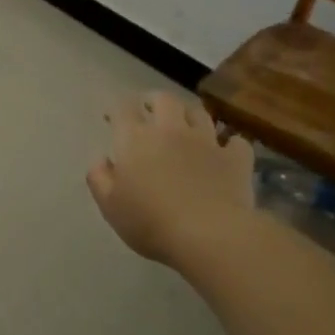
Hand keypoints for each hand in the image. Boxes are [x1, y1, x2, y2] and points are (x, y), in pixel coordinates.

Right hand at [88, 92, 254, 264]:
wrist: (210, 235)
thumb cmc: (151, 222)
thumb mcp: (110, 206)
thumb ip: (99, 179)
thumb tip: (101, 161)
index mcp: (135, 139)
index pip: (123, 109)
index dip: (116, 109)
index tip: (112, 119)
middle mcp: (171, 130)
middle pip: (164, 100)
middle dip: (154, 101)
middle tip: (149, 112)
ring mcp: (207, 141)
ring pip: (199, 113)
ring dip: (190, 116)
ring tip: (186, 126)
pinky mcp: (236, 159)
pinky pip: (235, 141)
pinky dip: (229, 144)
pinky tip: (225, 152)